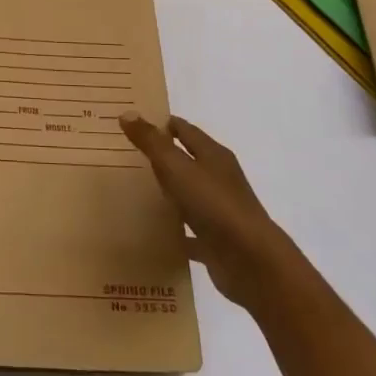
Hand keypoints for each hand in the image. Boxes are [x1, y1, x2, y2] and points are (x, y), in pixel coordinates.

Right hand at [121, 114, 298, 310]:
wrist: (251, 262)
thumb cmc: (214, 204)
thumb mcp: (177, 167)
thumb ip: (152, 142)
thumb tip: (127, 113)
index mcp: (213, 155)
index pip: (183, 129)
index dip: (161, 124)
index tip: (133, 124)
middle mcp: (218, 178)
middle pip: (185, 161)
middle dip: (159, 158)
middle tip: (124, 156)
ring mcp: (218, 211)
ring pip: (186, 195)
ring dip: (166, 193)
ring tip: (131, 192)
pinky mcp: (215, 241)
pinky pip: (188, 232)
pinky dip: (173, 230)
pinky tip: (150, 233)